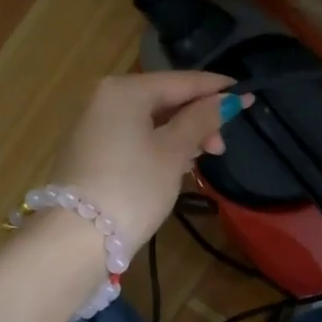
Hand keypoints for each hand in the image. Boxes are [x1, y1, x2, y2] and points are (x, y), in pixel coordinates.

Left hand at [52, 72, 250, 248]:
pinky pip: (135, 136)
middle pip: (165, 99)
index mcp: (126, 90)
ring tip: (201, 160)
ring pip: (151, 119)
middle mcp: (106, 98)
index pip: (181, 81)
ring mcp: (95, 125)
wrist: (75, 239)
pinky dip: (159, 145)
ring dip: (181, 134)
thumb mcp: (174, 152)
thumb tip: (228, 98)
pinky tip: (176, 165)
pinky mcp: (91, 151)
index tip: (247, 97)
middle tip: (220, 148)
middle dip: (198, 119)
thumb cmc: (133, 187)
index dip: (216, 89)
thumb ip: (202, 120)